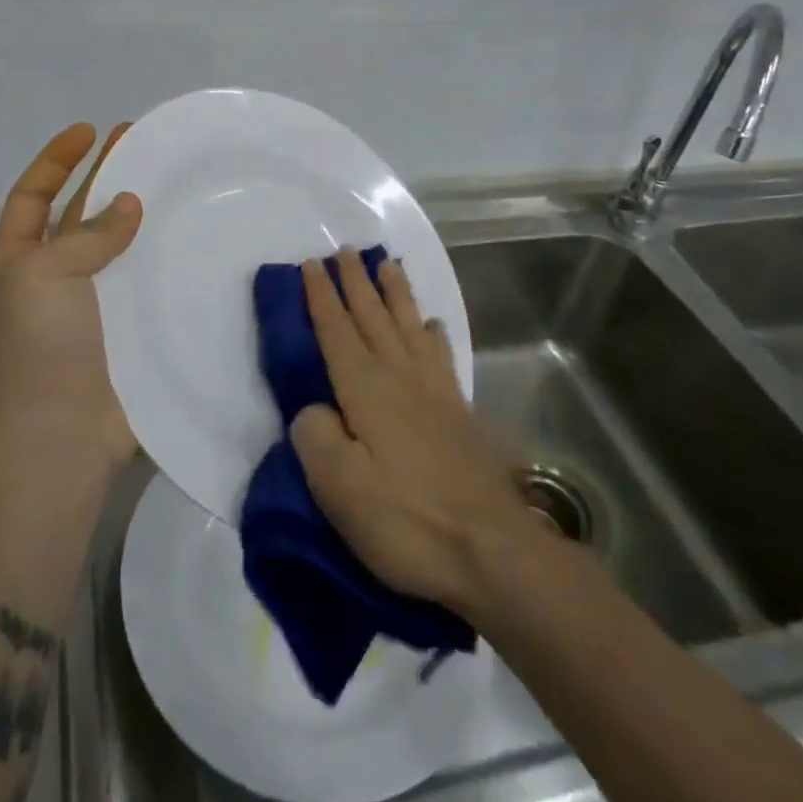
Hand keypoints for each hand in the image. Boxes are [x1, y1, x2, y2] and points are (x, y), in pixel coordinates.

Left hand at [0, 123, 141, 479]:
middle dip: (106, 178)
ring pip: (118, 249)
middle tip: (143, 144)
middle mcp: (52, 280)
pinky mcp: (126, 334)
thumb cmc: (38, 346)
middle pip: (80, 216)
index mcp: (18, 262)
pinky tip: (193, 243)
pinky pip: (145, 288)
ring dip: (141, 219)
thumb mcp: (43, 274)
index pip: (33, 196)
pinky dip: (164, 264)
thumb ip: (87, 235)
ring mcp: (91, 308)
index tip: (90, 131)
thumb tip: (128, 205)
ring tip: (175, 184)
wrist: (60, 437)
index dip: (58, 161)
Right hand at [290, 248, 540, 618]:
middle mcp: (400, 377)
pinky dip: (433, 333)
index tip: (311, 263)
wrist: (491, 551)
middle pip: (373, 316)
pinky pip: (440, 355)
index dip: (321, 296)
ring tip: (388, 265)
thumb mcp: (341, 488)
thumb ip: (315, 438)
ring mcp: (434, 392)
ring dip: (395, 294)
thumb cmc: (407, 521)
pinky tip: (433, 325)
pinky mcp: (458, 412)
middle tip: (346, 250)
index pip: (335, 330)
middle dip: (356, 282)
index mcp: (365, 389)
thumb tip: (312, 410)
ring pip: (409, 326)